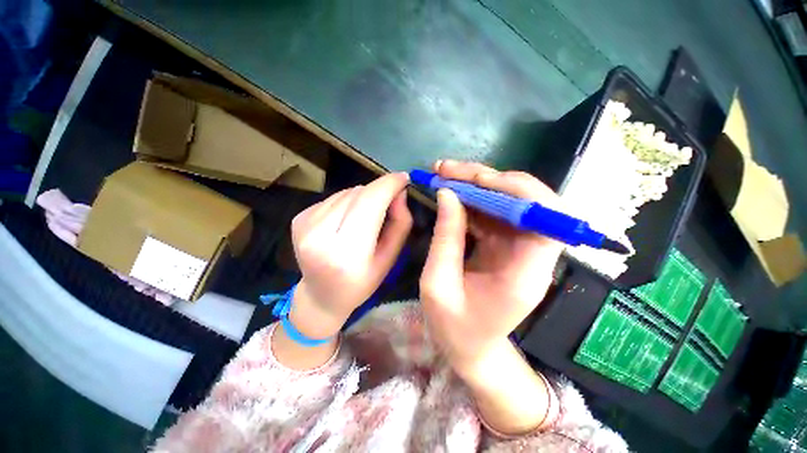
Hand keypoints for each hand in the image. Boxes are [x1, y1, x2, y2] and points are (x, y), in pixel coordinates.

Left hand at [289, 173, 412, 338]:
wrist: (321, 297)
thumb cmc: (361, 283)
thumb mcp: (390, 259)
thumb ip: (400, 224)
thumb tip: (399, 193)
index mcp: (347, 253)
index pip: (370, 203)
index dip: (388, 185)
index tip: (403, 178)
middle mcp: (320, 236)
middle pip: (358, 194)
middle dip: (379, 191)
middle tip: (390, 200)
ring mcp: (304, 226)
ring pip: (345, 192)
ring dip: (363, 197)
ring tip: (367, 216)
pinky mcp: (298, 219)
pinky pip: (332, 198)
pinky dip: (347, 202)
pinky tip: (348, 219)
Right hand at [419, 161, 563, 374]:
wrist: (468, 348)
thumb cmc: (453, 328)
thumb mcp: (438, 285)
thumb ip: (445, 238)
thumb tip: (448, 193)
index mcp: (525, 274)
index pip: (546, 221)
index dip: (519, 192)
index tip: (479, 181)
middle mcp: (531, 256)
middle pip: (527, 203)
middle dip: (487, 180)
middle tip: (447, 169)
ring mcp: (518, 248)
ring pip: (507, 203)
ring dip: (476, 185)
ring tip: (443, 174)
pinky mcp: (504, 245)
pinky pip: (492, 213)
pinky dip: (471, 199)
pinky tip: (450, 192)